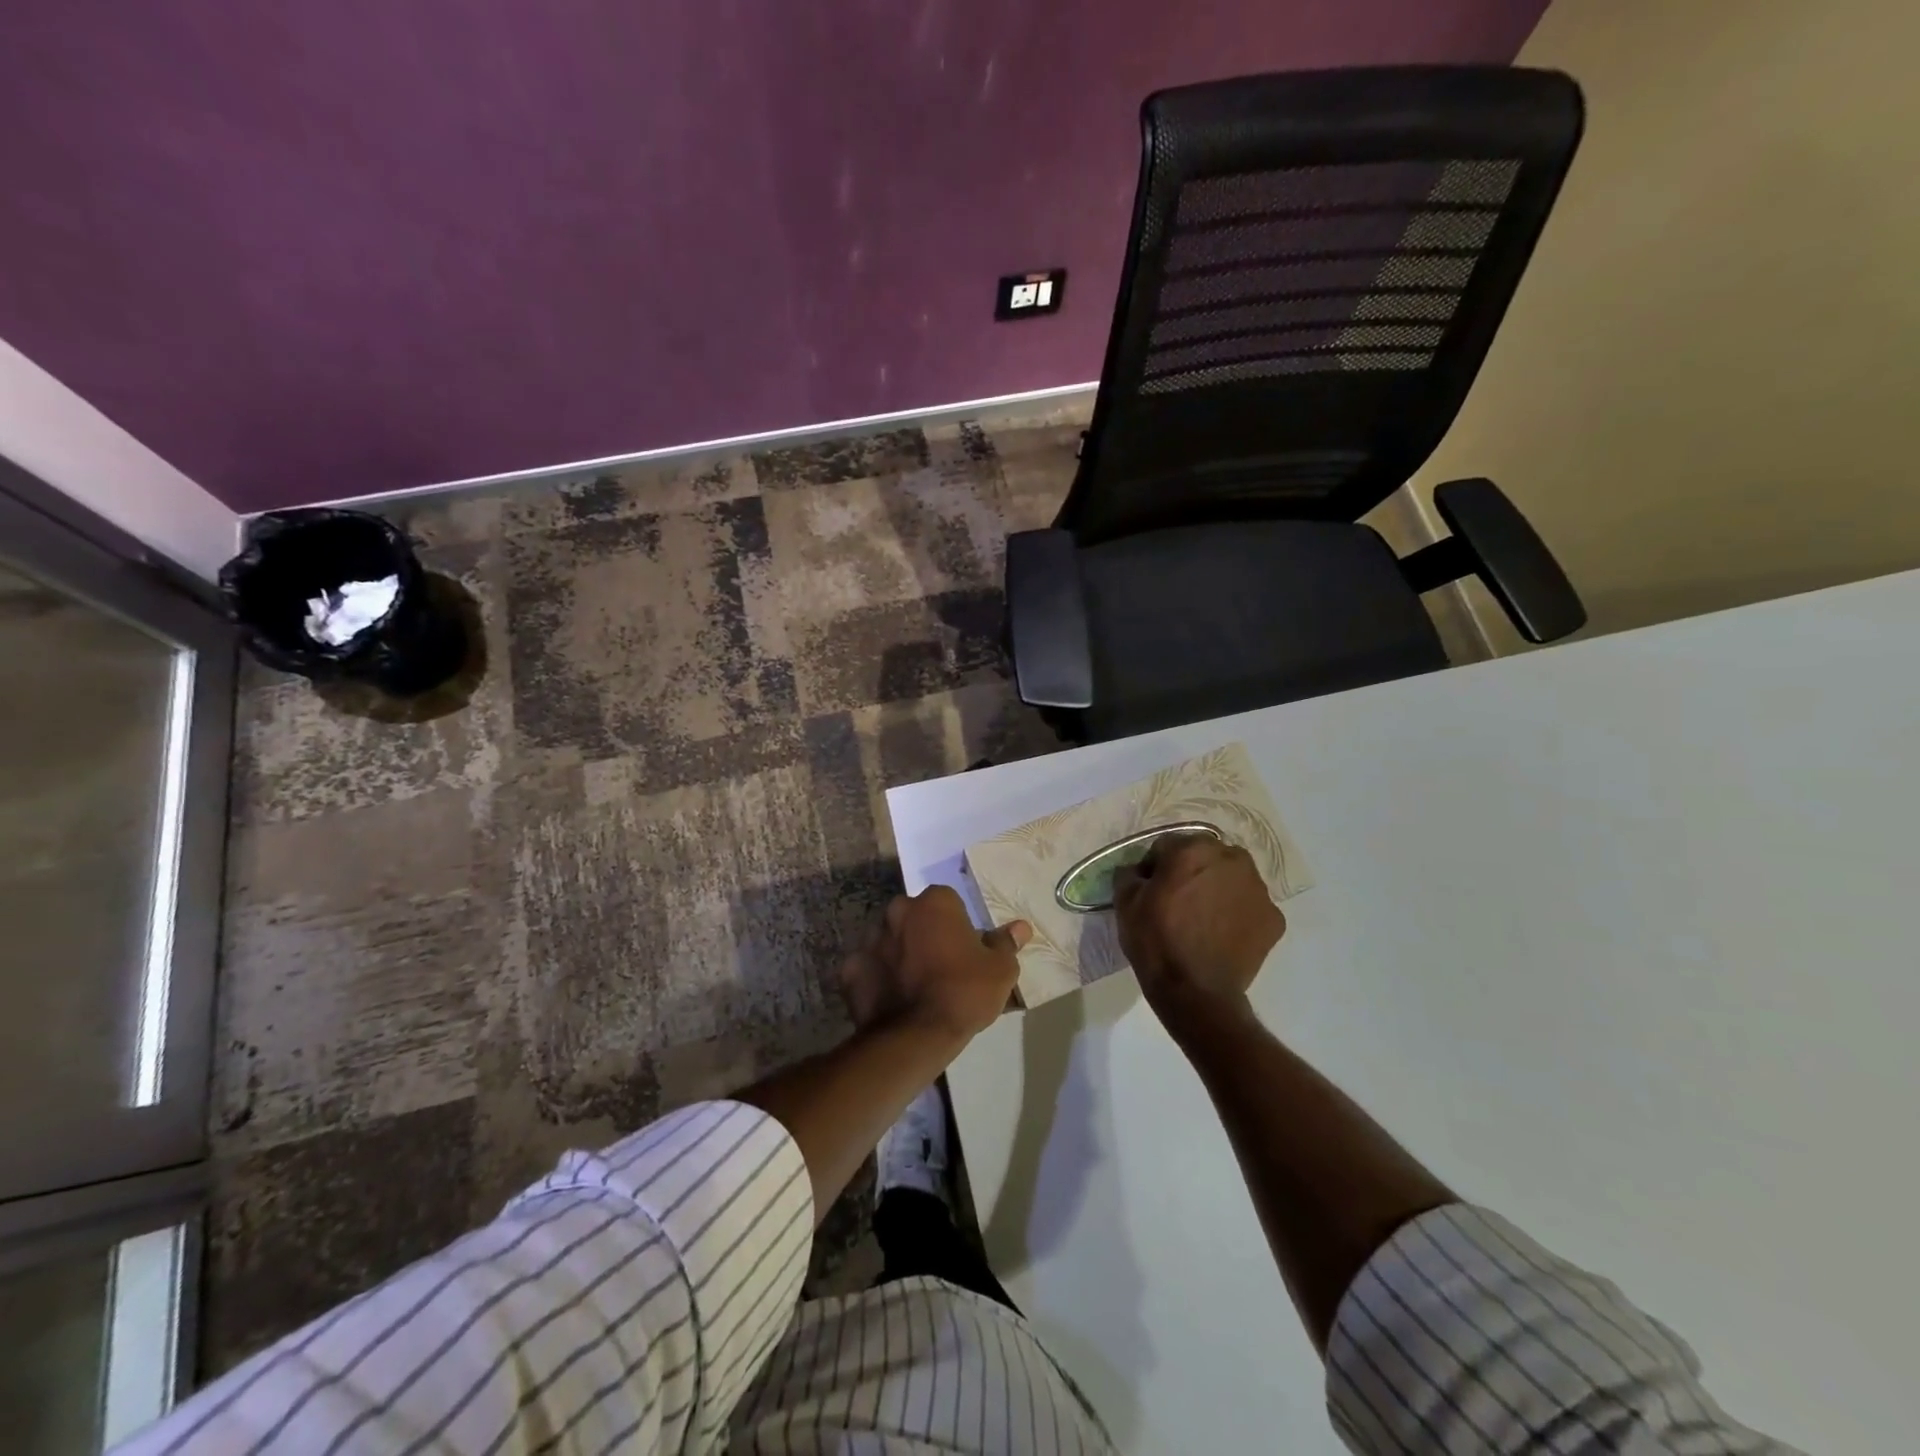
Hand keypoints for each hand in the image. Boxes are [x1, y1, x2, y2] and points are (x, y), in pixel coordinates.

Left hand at [838, 886, 1030, 1042]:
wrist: (916, 1036)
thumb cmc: (964, 993)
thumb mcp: (1000, 970)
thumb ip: (1006, 943)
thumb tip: (1020, 927)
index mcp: (934, 903)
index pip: (948, 902)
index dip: (957, 926)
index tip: (965, 950)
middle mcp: (898, 911)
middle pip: (915, 917)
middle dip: (925, 934)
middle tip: (941, 967)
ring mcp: (869, 939)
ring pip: (889, 940)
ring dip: (900, 954)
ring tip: (916, 987)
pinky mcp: (850, 969)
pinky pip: (868, 968)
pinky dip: (878, 979)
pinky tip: (892, 1000)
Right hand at [1114, 833, 1284, 1031]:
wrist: (1195, 992)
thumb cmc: (1156, 941)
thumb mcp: (1125, 902)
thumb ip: (1130, 874)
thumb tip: (1139, 871)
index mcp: (1193, 849)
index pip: (1168, 846)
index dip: (1155, 866)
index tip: (1150, 889)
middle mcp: (1232, 859)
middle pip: (1206, 856)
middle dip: (1192, 871)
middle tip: (1179, 901)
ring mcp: (1258, 889)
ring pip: (1232, 878)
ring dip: (1218, 889)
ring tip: (1204, 919)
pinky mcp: (1274, 918)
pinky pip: (1250, 906)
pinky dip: (1238, 915)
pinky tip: (1223, 935)